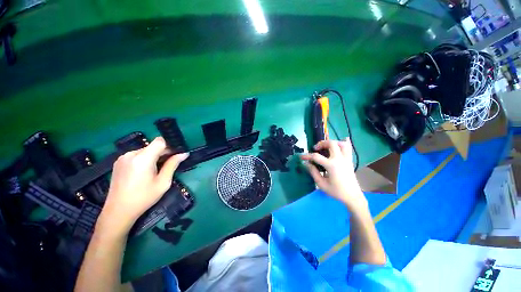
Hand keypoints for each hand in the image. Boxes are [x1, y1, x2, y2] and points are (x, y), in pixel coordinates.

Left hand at [97, 137, 188, 235]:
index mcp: (143, 159)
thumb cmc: (144, 198)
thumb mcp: (163, 182)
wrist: (118, 211)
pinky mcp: (119, 162)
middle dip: (163, 152)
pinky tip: (145, 172)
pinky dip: (145, 159)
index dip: (170, 146)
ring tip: (156, 170)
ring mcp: (123, 157)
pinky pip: (137, 155)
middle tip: (169, 164)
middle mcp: (131, 154)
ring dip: (154, 156)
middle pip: (152, 146)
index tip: (175, 154)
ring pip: (145, 150)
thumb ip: (173, 165)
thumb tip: (184, 153)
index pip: (160, 141)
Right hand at [301, 139, 366, 210]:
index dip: (307, 156)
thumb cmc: (336, 191)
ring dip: (333, 142)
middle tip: (316, 148)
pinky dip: (345, 143)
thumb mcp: (321, 184)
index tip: (301, 157)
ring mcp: (346, 159)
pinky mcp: (350, 161)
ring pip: (342, 144)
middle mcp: (339, 159)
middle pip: (331, 144)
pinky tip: (344, 139)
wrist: (352, 196)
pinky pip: (349, 148)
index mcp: (331, 165)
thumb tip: (306, 163)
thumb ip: (313, 172)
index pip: (316, 156)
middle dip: (322, 143)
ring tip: (327, 147)